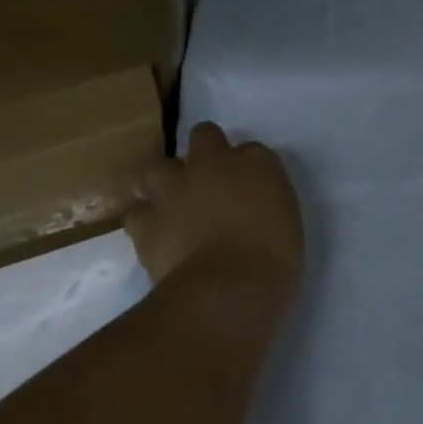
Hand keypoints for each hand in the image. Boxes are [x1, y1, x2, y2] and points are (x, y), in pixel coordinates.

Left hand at [127, 124, 303, 298]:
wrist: (227, 288)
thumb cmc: (273, 259)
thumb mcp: (286, 222)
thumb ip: (265, 203)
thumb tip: (251, 206)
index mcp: (257, 163)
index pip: (250, 149)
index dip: (245, 166)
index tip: (247, 186)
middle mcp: (214, 163)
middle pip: (204, 135)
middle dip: (203, 150)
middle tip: (207, 180)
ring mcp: (176, 188)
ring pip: (158, 166)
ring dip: (164, 181)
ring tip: (169, 203)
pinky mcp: (147, 220)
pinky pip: (136, 211)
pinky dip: (143, 219)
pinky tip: (152, 233)